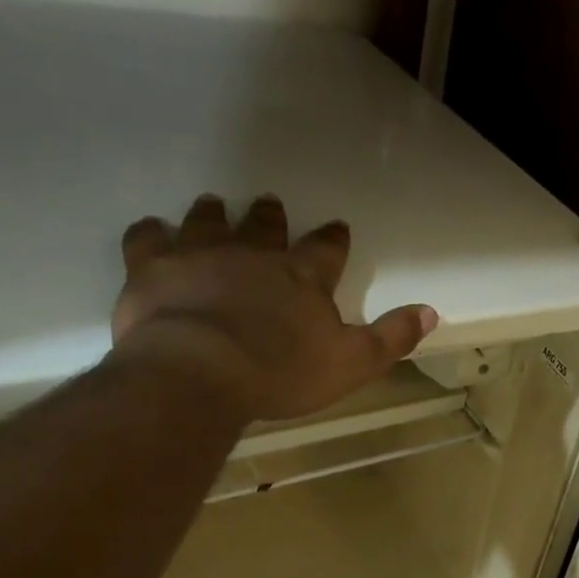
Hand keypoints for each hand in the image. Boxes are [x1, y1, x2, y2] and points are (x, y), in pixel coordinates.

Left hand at [111, 194, 437, 420]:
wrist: (200, 372)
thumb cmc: (282, 372)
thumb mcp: (353, 363)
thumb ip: (391, 337)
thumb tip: (431, 312)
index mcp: (303, 277)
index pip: (325, 250)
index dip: (333, 239)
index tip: (337, 227)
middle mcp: (253, 255)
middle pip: (265, 227)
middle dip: (270, 217)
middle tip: (270, 204)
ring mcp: (200, 255)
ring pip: (208, 222)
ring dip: (214, 213)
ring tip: (214, 204)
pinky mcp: (152, 267)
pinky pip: (148, 238)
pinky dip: (151, 231)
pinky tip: (151, 229)